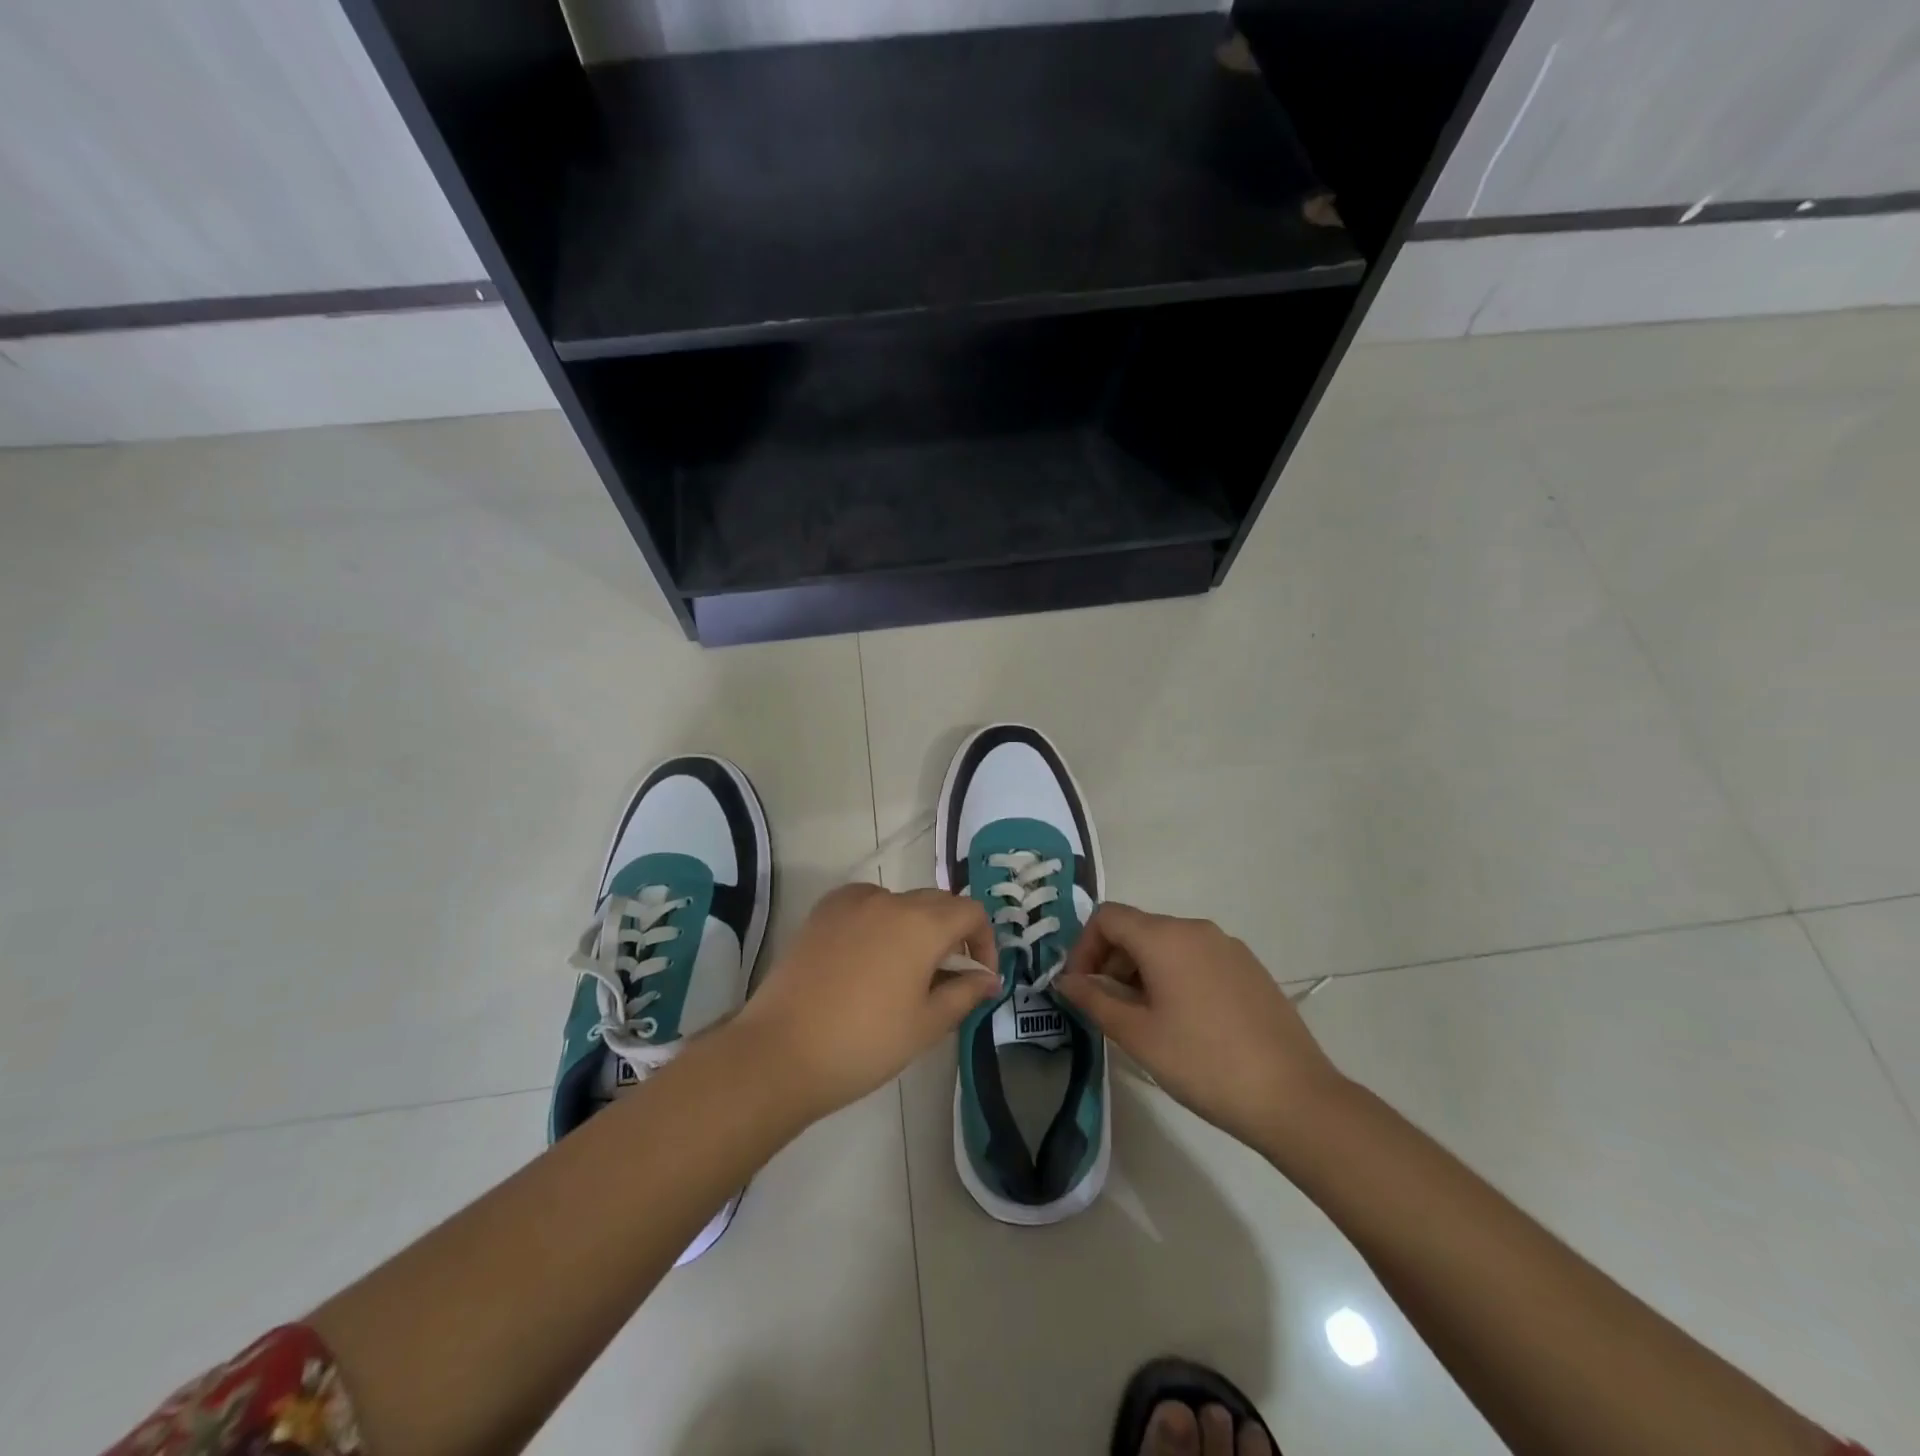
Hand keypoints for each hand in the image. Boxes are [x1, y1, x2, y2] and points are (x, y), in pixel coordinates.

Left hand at [736, 883, 1000, 1120]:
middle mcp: (889, 900)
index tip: (979, 978)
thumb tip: (987, 978)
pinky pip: (866, 904)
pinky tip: (868, 957)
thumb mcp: (926, 1025)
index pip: (971, 912)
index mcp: (922, 924)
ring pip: (900, 903)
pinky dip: (879, 921)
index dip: (984, 942)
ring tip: (905, 971)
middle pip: (937, 903)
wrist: (781, 1051)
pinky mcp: (822, 912)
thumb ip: (965, 993)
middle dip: (953, 934)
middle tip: (948, 978)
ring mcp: (851, 902)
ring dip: (915, 927)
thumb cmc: (865, 1042)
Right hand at [1054, 902, 1344, 1150]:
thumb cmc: (1203, 1063)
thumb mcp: (1137, 1035)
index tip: (1081, 989)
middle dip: (1111, 962)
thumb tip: (1066, 980)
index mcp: (1166, 937)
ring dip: (1141, 972)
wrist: (1294, 1097)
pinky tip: (1184, 1023)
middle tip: (1107, 1010)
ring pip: (1167, 945)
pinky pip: (1197, 958)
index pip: (1107, 917)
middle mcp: (1196, 929)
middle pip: (1137, 929)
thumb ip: (1094, 999)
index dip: (1083, 947)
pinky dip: (1174, 977)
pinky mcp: (1250, 969)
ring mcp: (1228, 947)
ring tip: (1144, 1021)